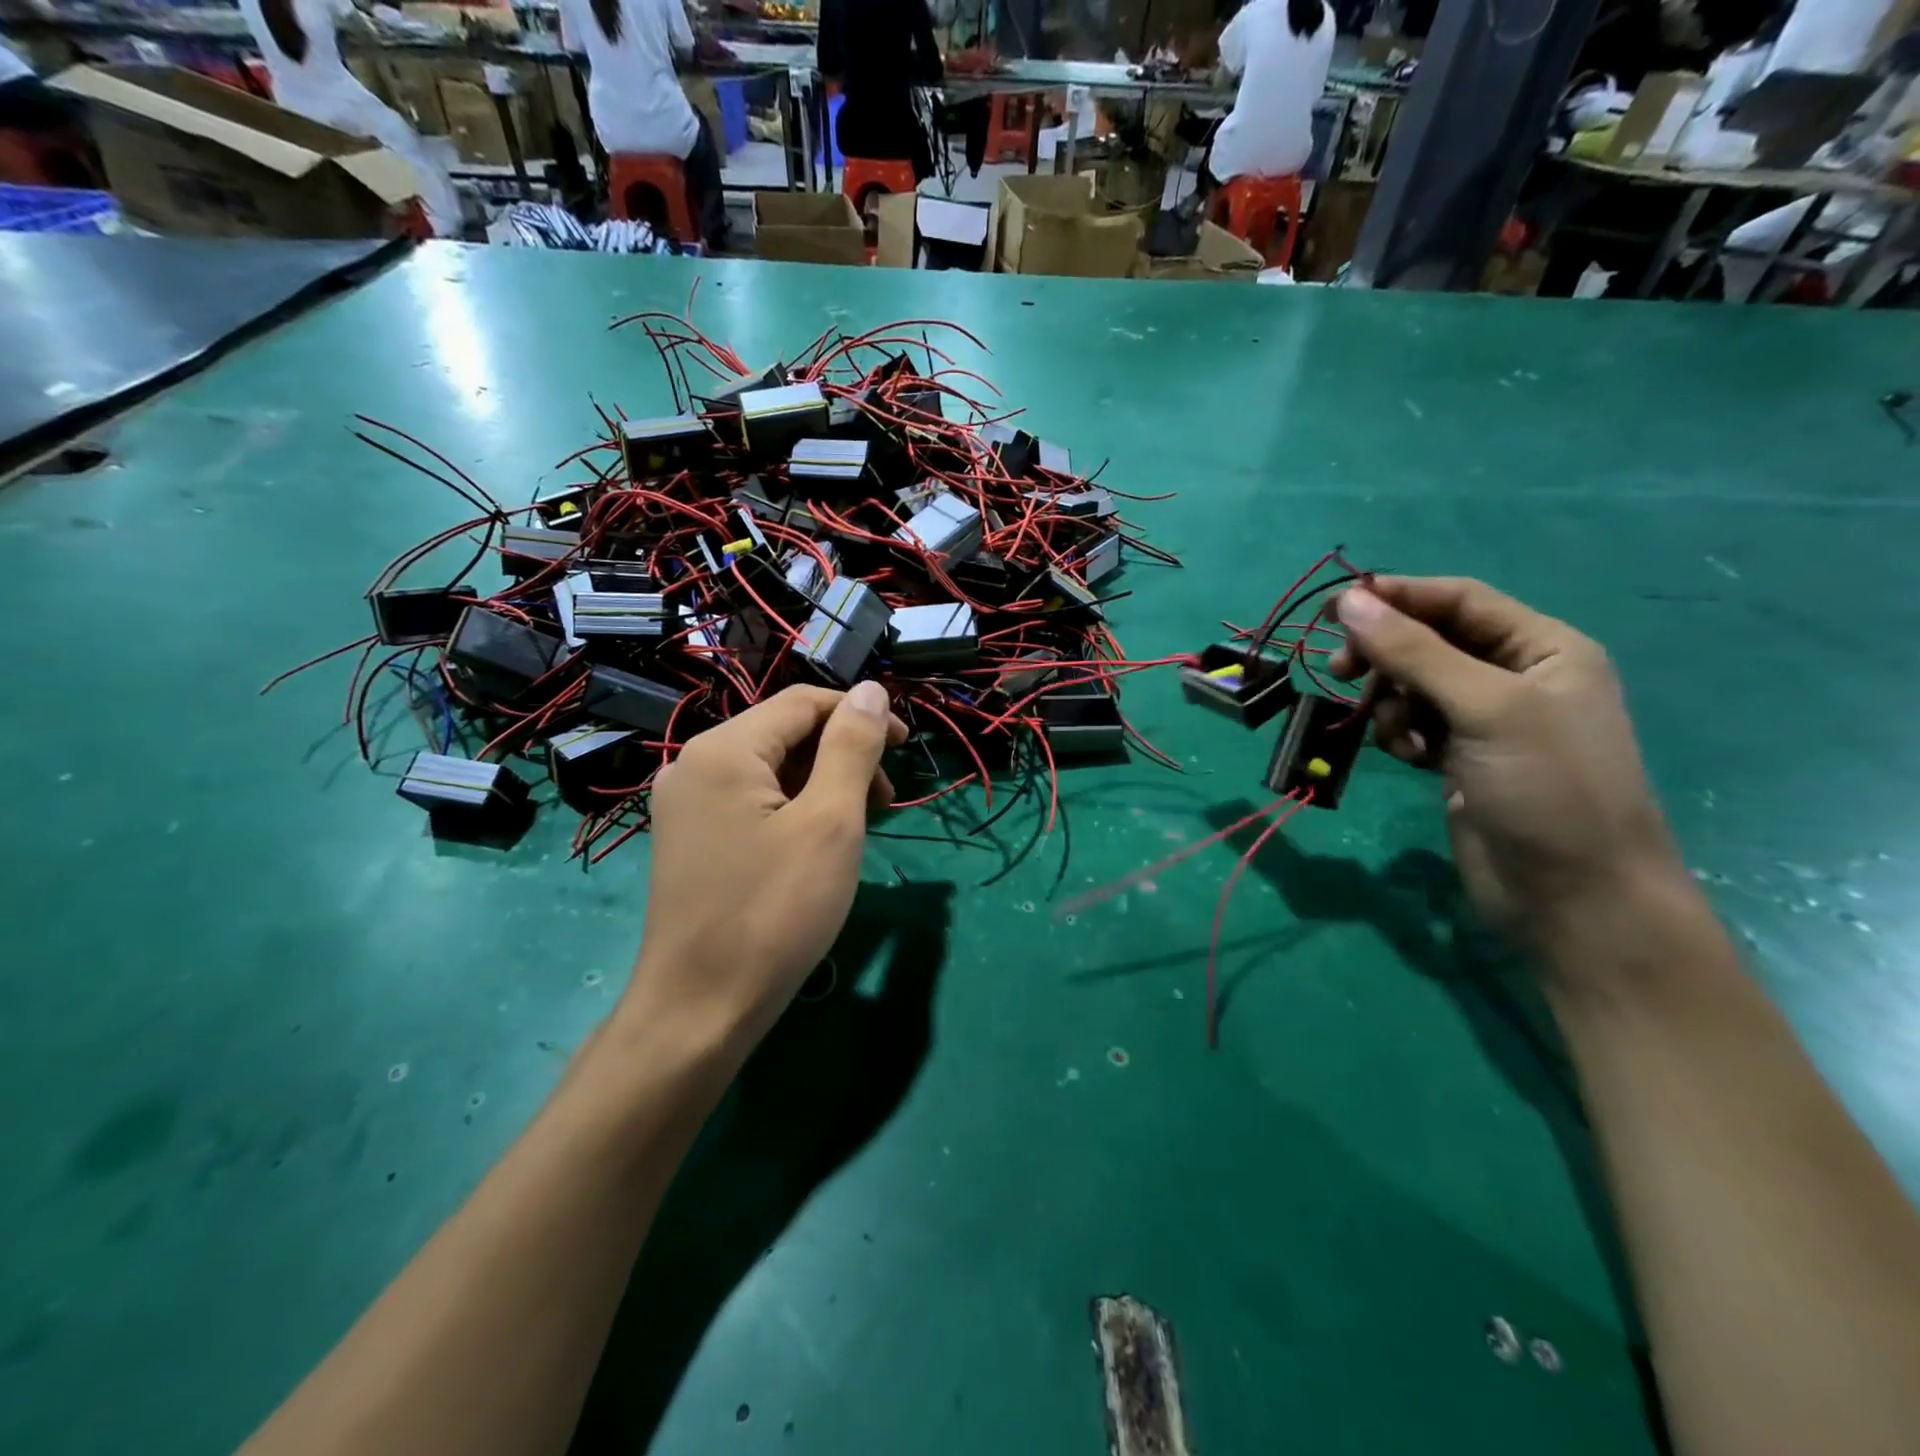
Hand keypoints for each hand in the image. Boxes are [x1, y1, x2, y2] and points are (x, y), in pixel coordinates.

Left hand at [623, 684, 906, 1056]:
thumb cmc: (775, 912)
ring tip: (857, 827)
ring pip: (770, 770)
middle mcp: (694, 765)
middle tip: (884, 802)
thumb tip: (871, 690)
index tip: (905, 747)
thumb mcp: (830, 823)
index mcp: (724, 749)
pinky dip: (793, 809)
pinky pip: (751, 802)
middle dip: (842, 755)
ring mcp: (686, 805)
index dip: (861, 714)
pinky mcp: (690, 840)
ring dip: (822, 784)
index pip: (804, 702)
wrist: (701, 1010)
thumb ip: (851, 747)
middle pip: (784, 733)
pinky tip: (817, 844)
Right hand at [1330, 577, 1682, 950]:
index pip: (1458, 600)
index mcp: (1543, 648)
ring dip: (1390, 702)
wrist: (1573, 897)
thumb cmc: (1547, 788)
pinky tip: (1409, 759)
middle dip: (1384, 654)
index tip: (1331, 609)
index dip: (1396, 597)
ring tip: (1398, 736)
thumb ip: (1414, 652)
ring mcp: (1486, 721)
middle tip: (1340, 671)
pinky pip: (1412, 724)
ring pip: (1412, 685)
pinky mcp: (1460, 758)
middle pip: (1428, 641)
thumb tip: (1348, 601)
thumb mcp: (1485, 708)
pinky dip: (1399, 734)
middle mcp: (1515, 676)